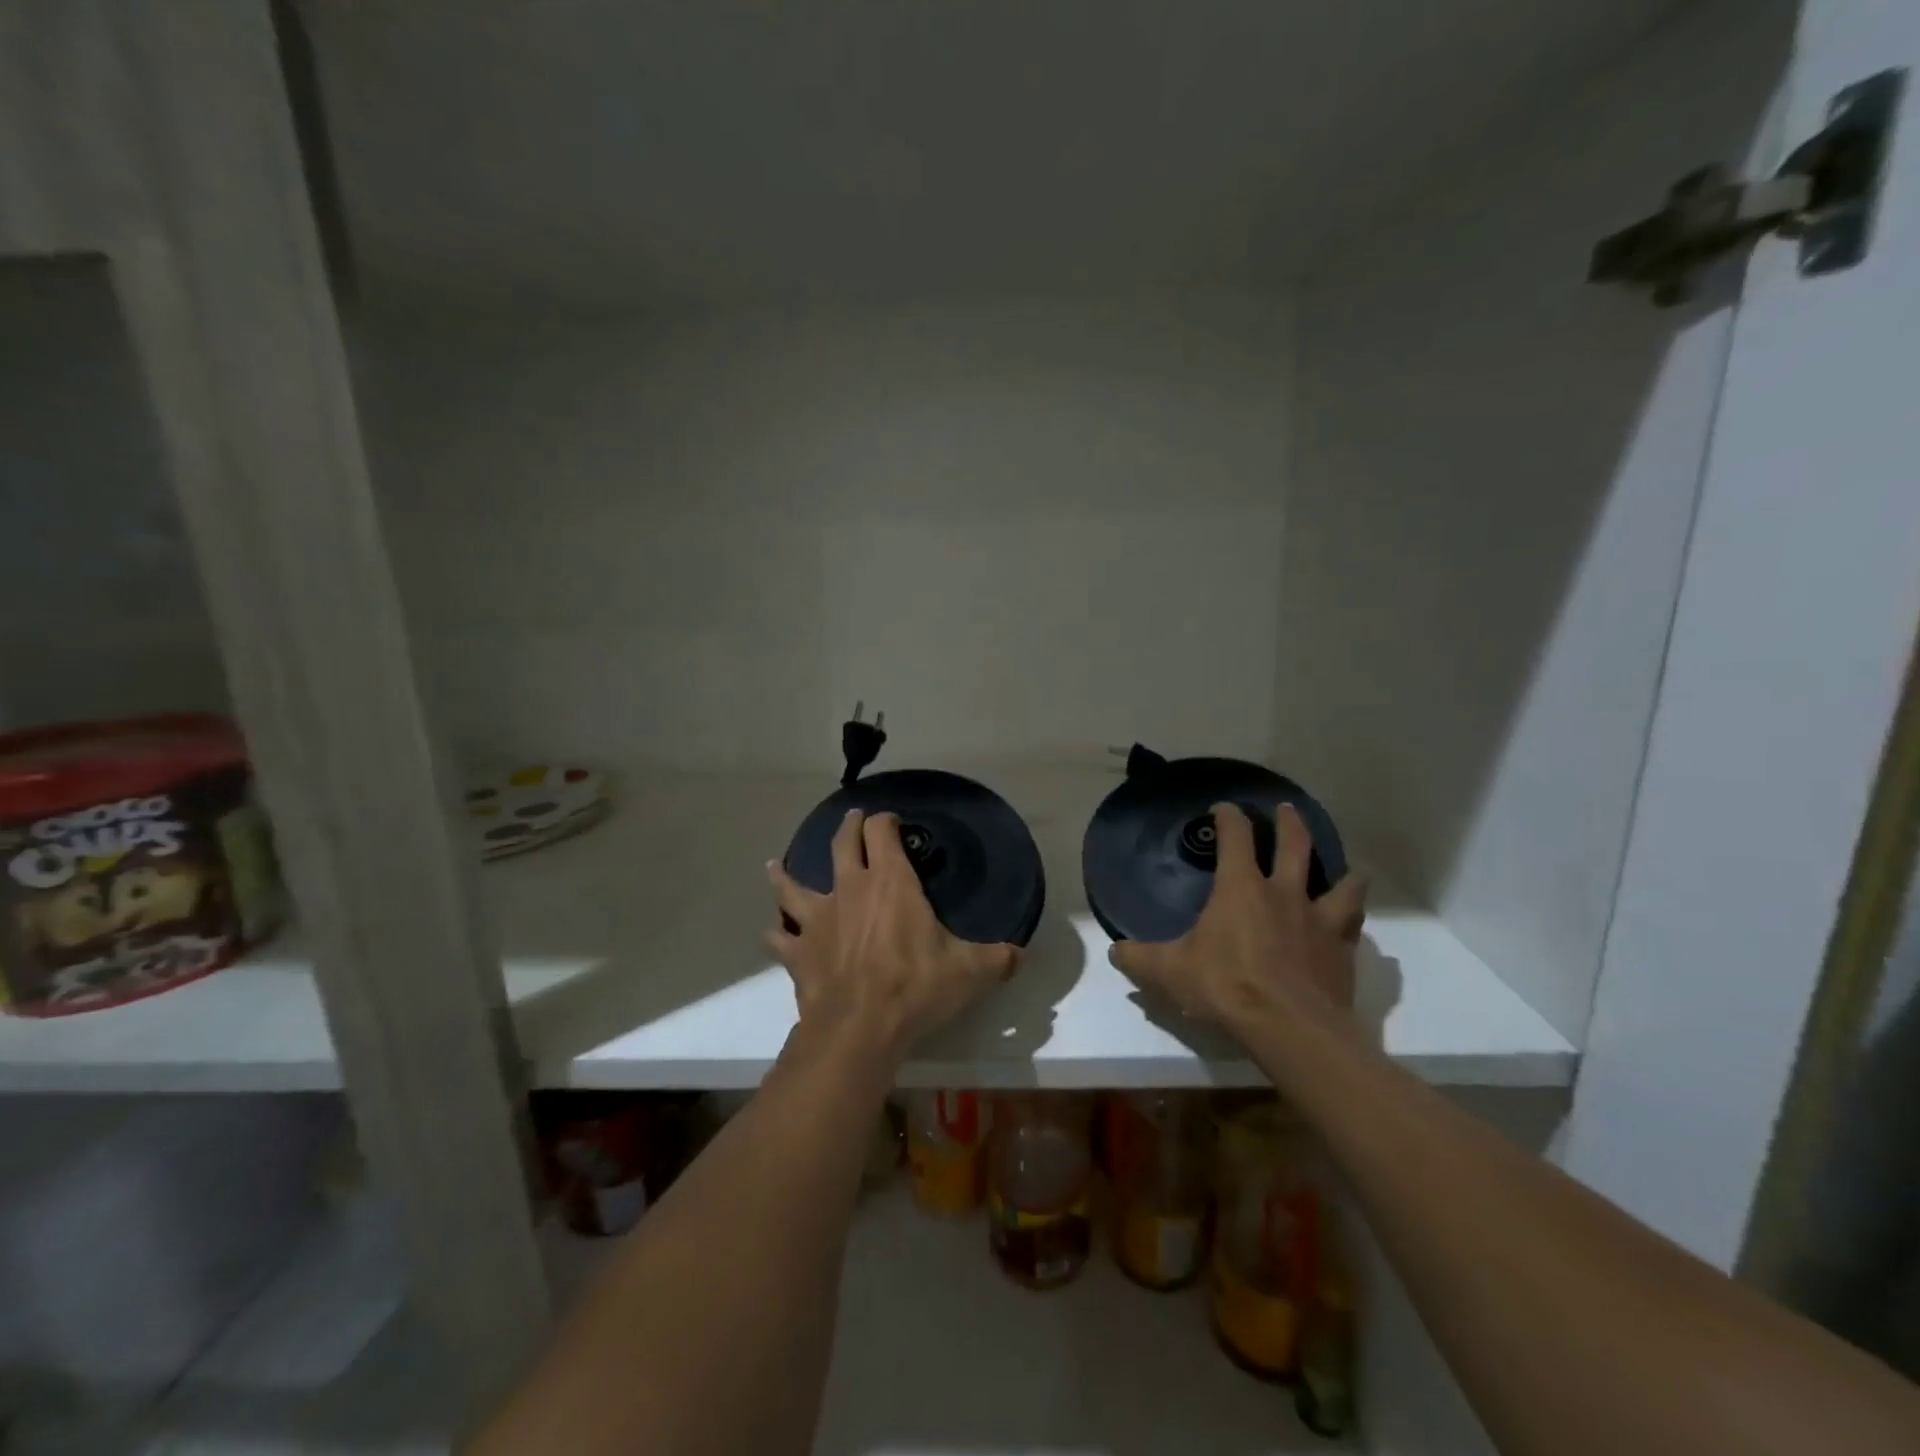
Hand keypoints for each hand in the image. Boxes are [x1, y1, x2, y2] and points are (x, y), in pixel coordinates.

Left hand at [766, 810, 1019, 1064]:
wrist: (858, 1028)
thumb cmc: (915, 988)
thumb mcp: (969, 972)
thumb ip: (999, 958)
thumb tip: (1023, 955)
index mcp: (890, 882)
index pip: (882, 832)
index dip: (886, 821)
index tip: (892, 821)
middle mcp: (849, 889)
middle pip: (841, 844)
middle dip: (848, 828)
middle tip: (852, 820)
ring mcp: (818, 919)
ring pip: (794, 886)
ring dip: (785, 875)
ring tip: (775, 865)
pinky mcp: (798, 952)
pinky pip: (779, 939)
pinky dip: (775, 935)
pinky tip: (770, 934)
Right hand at [1109, 802, 1367, 1036]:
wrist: (1290, 1028)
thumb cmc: (1225, 987)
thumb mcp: (1169, 972)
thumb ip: (1139, 958)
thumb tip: (1114, 950)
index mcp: (1240, 888)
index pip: (1235, 836)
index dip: (1229, 816)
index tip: (1223, 807)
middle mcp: (1284, 893)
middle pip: (1294, 844)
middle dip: (1289, 823)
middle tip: (1287, 810)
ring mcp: (1318, 920)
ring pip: (1341, 883)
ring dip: (1342, 871)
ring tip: (1346, 868)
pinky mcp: (1342, 951)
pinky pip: (1354, 924)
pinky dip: (1354, 917)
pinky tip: (1353, 920)